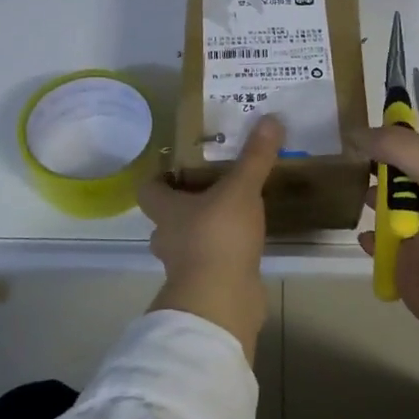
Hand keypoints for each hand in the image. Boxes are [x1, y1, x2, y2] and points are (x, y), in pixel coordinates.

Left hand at [137, 115, 284, 356]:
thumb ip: (255, 157)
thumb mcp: (241, 190)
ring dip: (203, 232)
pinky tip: (244, 246)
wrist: (220, 300)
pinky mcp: (204, 286)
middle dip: (184, 205)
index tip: (181, 168)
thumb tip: (270, 118)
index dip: (160, 177)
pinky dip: (222, 256)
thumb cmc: (219, 237)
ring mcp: (183, 266)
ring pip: (187, 242)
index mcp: (166, 210)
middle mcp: (167, 237)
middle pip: (166, 217)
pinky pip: (209, 264)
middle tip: (213, 190)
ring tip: (233, 217)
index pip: (148, 189)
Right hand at [357, 125, 418, 345]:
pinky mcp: (402, 261)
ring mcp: (418, 231)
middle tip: (344, 159)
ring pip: (384, 205)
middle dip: (374, 164)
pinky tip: (366, 236)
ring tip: (345, 191)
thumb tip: (357, 132)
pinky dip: (369, 238)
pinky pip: (378, 242)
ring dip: (369, 198)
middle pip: (396, 172)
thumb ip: (401, 147)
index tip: (358, 128)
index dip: (391, 133)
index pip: (416, 143)